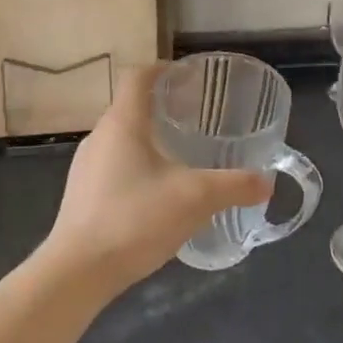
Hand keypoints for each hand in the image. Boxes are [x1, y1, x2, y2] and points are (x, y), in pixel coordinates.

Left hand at [43, 65, 270, 292]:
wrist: (76, 273)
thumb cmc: (134, 219)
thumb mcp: (195, 199)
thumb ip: (234, 186)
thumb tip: (266, 182)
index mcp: (123, 123)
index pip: (138, 76)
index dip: (163, 69)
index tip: (189, 77)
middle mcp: (99, 137)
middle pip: (131, 106)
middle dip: (163, 106)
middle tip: (197, 117)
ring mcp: (86, 167)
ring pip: (121, 138)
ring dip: (150, 138)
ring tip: (182, 154)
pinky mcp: (81, 195)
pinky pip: (113, 165)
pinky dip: (137, 165)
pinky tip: (158, 193)